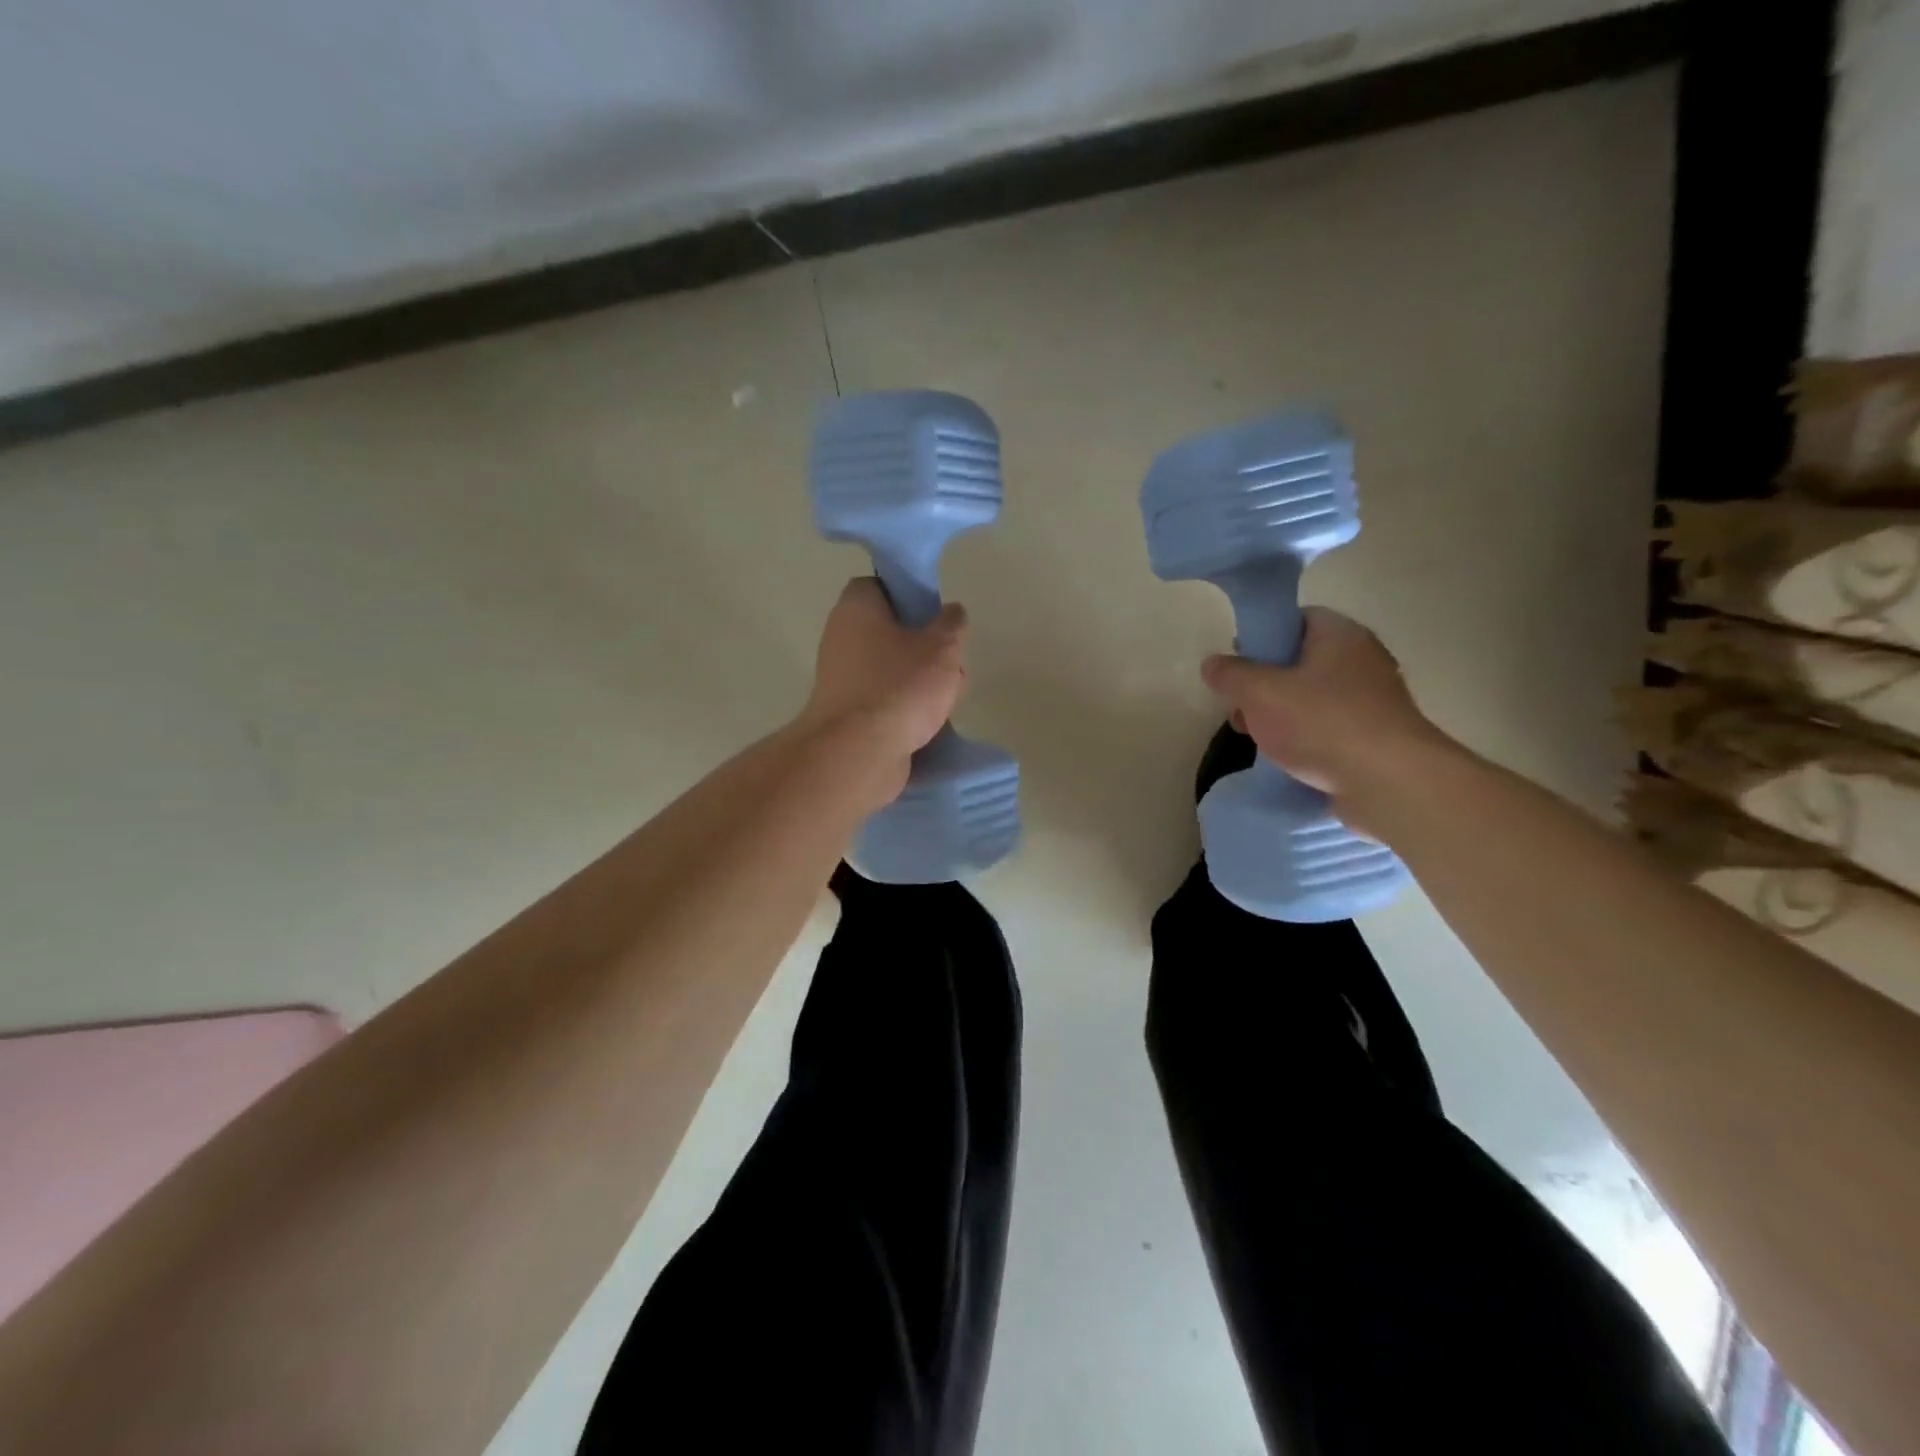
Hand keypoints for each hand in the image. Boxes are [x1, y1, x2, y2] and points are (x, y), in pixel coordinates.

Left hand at [797, 577, 968, 802]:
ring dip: (921, 682)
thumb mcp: (941, 647)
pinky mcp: (849, 715)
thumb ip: (951, 624)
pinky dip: (906, 709)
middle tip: (949, 661)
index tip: (934, 613)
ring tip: (948, 698)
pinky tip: (931, 723)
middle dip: (924, 646)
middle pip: (889, 631)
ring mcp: (842, 679)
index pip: (878, 586)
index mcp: (856, 609)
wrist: (859, 754)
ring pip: (891, 669)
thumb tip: (951, 612)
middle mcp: (841, 639)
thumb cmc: (899, 687)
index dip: (908, 594)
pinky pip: (884, 700)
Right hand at [1200, 607, 1456, 834]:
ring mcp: (1374, 700)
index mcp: (1340, 635)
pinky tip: (1288, 760)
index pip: (1298, 619)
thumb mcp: (1259, 693)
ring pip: (1314, 698)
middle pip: (1302, 661)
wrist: (1389, 783)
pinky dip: (1307, 739)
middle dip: (1265, 685)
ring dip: (1282, 716)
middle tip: (1242, 709)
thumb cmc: (1322, 724)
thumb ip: (1231, 674)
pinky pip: (1331, 728)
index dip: (1263, 637)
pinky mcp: (1377, 737)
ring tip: (1260, 741)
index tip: (1238, 664)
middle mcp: (1363, 660)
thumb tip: (1212, 663)